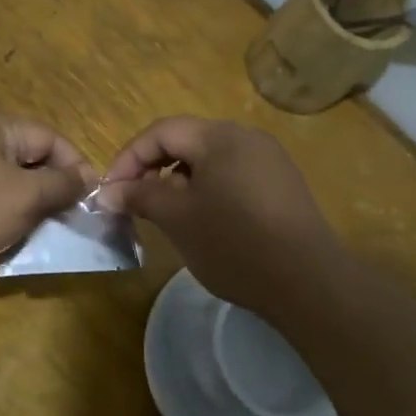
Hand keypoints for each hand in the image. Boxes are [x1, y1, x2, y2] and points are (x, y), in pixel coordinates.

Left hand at [0, 115, 95, 272]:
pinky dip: (0, 218)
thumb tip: (88, 177)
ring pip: (8, 184)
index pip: (52, 138)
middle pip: (30, 160)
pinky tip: (4, 241)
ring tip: (39, 235)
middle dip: (51, 191)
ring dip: (27, 209)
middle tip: (67, 222)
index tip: (91, 201)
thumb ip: (61, 185)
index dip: (76, 167)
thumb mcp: (24, 197)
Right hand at [101, 117, 340, 315]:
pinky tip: (203, 220)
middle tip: (133, 200)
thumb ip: (139, 196)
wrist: (309, 283)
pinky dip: (206, 189)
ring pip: (209, 159)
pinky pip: (232, 175)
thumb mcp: (177, 218)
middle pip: (186, 140)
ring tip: (165, 213)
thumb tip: (106, 192)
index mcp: (220, 136)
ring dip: (178, 179)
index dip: (128, 157)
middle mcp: (247, 137)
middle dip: (152, 167)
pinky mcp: (281, 185)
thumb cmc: (235, 244)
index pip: (161, 132)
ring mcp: (269, 160)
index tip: (110, 191)